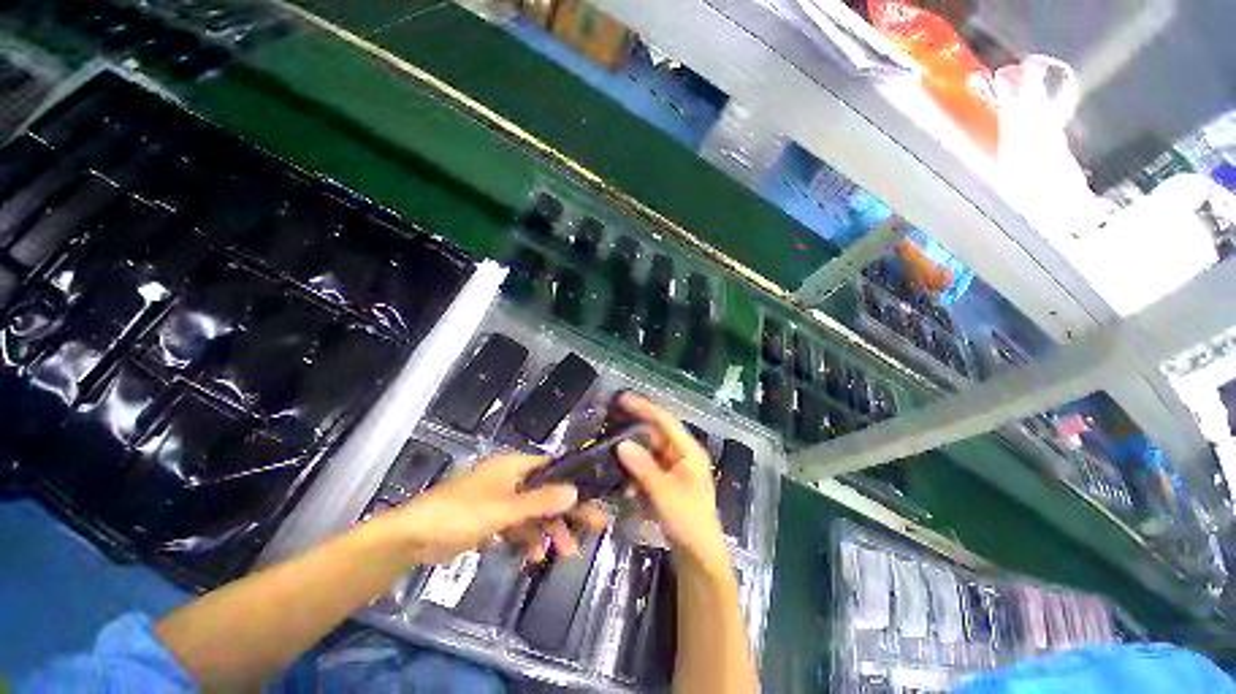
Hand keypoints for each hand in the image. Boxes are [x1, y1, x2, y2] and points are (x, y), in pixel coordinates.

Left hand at [380, 453, 608, 565]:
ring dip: (549, 531)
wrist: (412, 538)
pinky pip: (519, 526)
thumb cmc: (459, 514)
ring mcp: (501, 500)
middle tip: (593, 530)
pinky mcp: (492, 519)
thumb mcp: (503, 510)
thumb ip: (540, 502)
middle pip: (547, 493)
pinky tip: (532, 557)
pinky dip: (528, 539)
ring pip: (535, 512)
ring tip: (564, 553)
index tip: (594, 500)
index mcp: (514, 466)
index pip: (553, 469)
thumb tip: (575, 492)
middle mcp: (511, 479)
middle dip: (567, 514)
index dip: (574, 483)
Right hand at [614, 393, 731, 577]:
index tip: (622, 398)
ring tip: (608, 449)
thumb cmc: (689, 522)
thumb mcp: (665, 493)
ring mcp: (673, 469)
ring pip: (648, 452)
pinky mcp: (666, 483)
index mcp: (688, 451)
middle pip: (655, 435)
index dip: (644, 407)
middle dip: (633, 430)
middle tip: (608, 423)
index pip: (665, 421)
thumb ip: (643, 467)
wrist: (700, 558)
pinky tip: (620, 479)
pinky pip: (647, 469)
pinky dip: (634, 471)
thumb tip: (621, 444)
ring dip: (631, 453)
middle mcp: (681, 455)